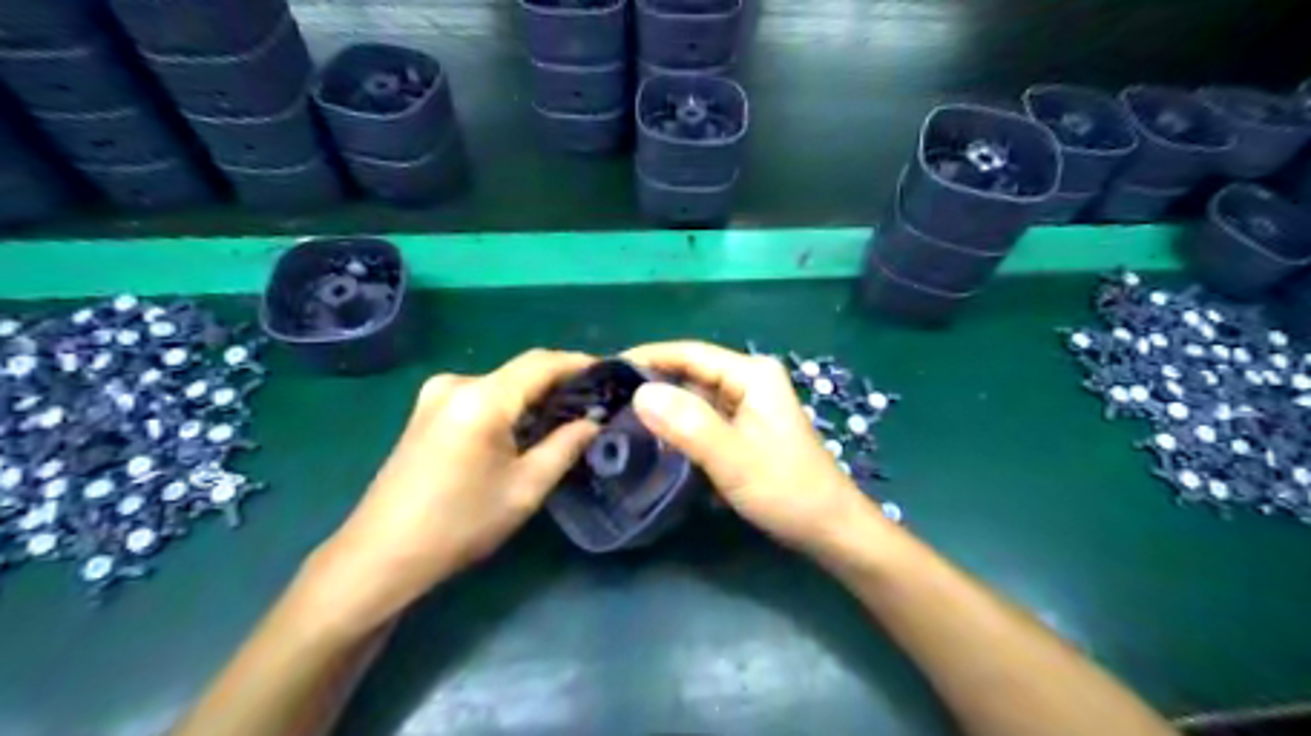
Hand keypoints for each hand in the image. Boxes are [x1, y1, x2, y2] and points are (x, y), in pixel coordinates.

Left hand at [305, 348, 597, 633]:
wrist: (381, 555)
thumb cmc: (460, 524)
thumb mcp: (526, 488)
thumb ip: (565, 446)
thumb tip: (593, 422)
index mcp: (482, 398)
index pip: (541, 363)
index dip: (578, 364)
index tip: (610, 373)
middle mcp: (456, 383)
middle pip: (520, 371)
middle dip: (559, 382)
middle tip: (594, 402)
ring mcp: (436, 395)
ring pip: (501, 384)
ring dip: (534, 396)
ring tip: (567, 416)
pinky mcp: (426, 411)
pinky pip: (481, 396)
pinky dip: (509, 405)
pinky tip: (525, 427)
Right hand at [622, 343, 891, 553]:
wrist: (829, 528)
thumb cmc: (787, 490)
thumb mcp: (733, 458)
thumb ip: (688, 424)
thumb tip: (640, 393)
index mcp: (751, 374)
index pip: (690, 353)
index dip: (648, 357)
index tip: (607, 371)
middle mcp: (749, 381)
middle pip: (690, 374)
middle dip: (652, 386)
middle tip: (607, 404)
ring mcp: (748, 405)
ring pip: (695, 398)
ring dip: (663, 409)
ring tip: (620, 421)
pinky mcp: (745, 428)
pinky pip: (704, 419)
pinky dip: (680, 427)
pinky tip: (654, 441)